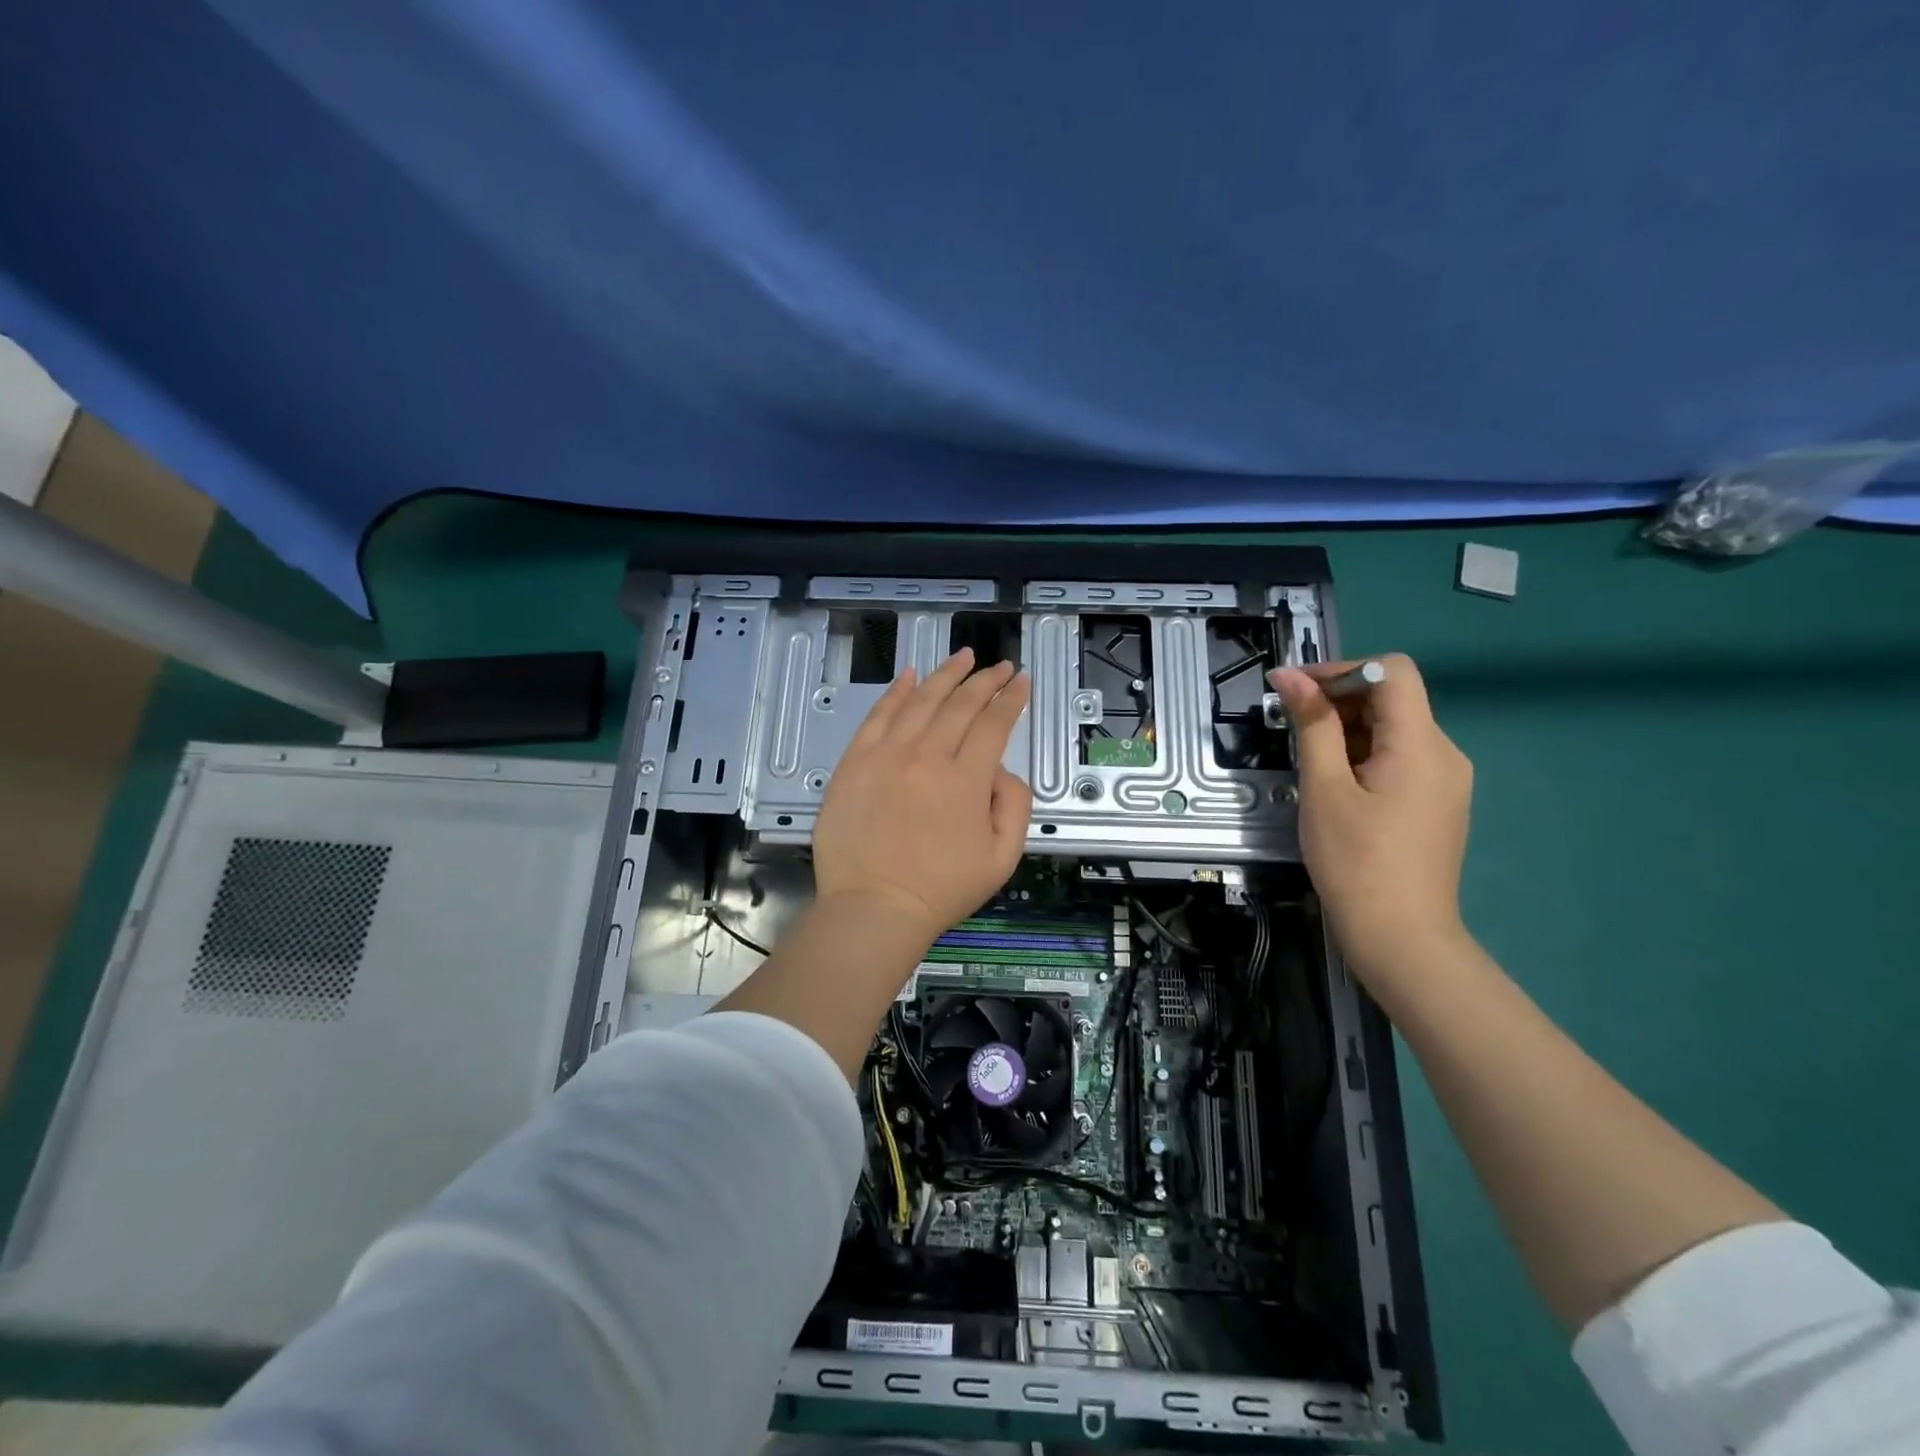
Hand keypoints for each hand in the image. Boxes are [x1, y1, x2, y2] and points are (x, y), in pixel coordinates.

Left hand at [814, 649, 1032, 945]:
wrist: (874, 907)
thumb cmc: (941, 889)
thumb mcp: (1003, 858)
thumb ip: (1014, 804)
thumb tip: (1001, 768)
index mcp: (966, 780)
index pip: (994, 724)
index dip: (1011, 699)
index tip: (1020, 681)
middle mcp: (927, 756)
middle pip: (961, 704)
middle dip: (985, 680)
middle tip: (999, 666)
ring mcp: (886, 755)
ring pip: (921, 700)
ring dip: (946, 674)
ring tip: (963, 657)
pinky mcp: (854, 761)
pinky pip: (878, 715)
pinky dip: (896, 691)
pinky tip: (910, 675)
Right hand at [1269, 654, 1472, 982]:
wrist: (1402, 938)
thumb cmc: (1356, 862)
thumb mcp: (1325, 789)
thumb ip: (1312, 725)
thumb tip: (1290, 676)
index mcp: (1422, 744)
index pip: (1392, 671)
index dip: (1342, 670)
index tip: (1299, 693)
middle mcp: (1445, 753)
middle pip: (1393, 698)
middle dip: (1339, 702)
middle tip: (1293, 730)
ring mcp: (1446, 780)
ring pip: (1394, 730)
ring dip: (1348, 731)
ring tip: (1311, 765)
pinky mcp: (1438, 802)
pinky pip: (1401, 758)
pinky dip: (1364, 756)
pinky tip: (1337, 786)